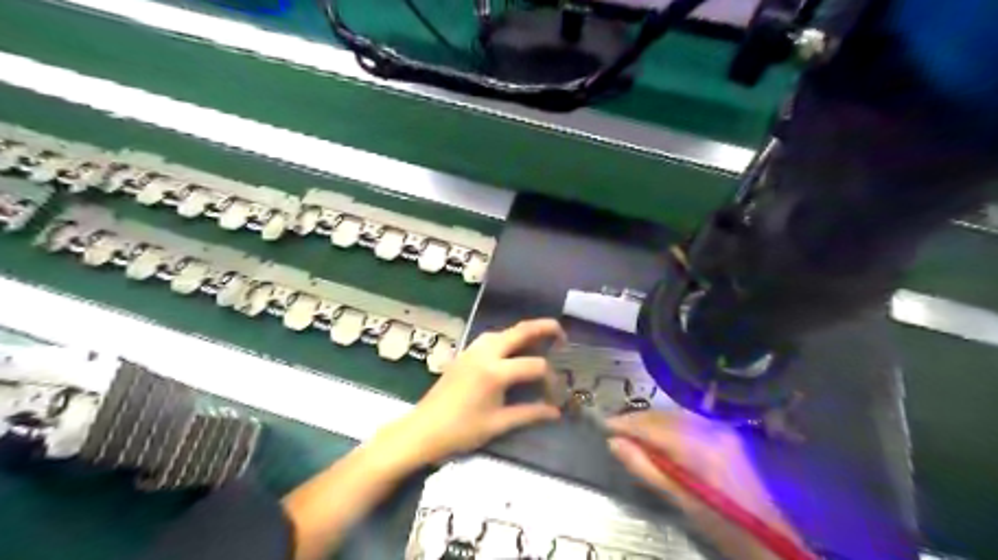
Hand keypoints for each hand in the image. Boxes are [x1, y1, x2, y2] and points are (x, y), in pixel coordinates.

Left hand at [382, 318, 563, 466]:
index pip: (534, 365)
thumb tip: (555, 412)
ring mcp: (472, 351)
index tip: (557, 393)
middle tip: (561, 333)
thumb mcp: (498, 424)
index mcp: (496, 372)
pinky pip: (490, 338)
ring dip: (523, 331)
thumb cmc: (461, 431)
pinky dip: (507, 337)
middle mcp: (485, 353)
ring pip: (503, 331)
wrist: (422, 430)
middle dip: (543, 328)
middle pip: (520, 332)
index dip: (551, 377)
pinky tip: (511, 349)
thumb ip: (529, 414)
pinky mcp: (464, 354)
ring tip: (540, 338)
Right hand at [609, 411, 797, 537]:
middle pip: (663, 415)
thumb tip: (613, 443)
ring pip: (674, 415)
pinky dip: (668, 424)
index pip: (653, 426)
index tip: (604, 427)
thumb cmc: (720, 523)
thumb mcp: (679, 500)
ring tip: (632, 433)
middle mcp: (709, 429)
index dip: (626, 424)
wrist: (767, 535)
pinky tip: (658, 436)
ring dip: (651, 421)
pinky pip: (687, 420)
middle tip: (615, 430)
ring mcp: (719, 428)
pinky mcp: (724, 432)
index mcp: (698, 447)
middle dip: (637, 420)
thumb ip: (645, 467)